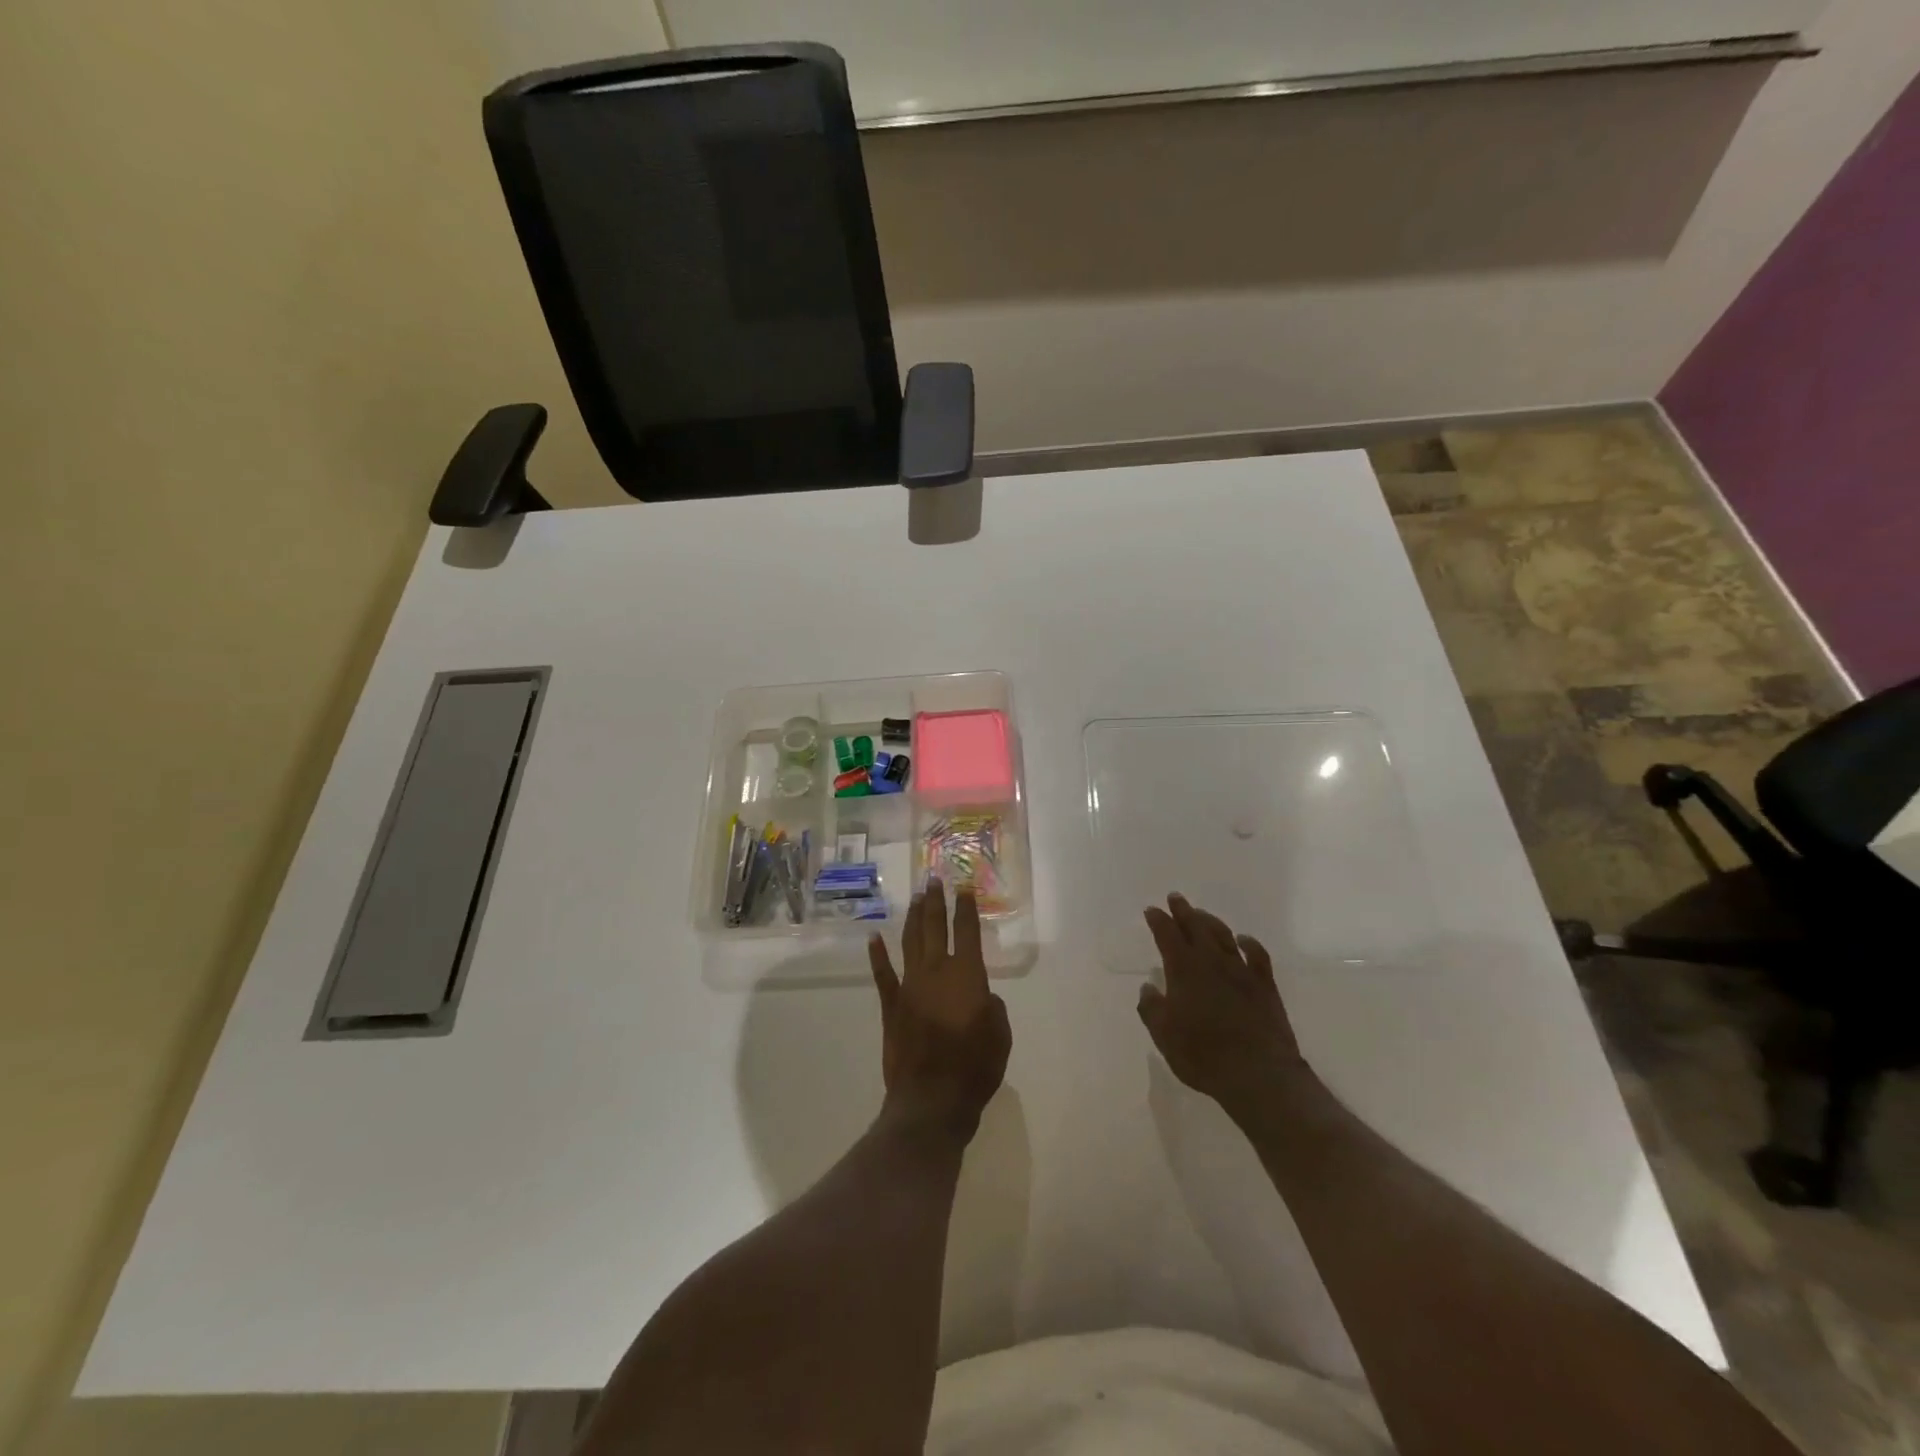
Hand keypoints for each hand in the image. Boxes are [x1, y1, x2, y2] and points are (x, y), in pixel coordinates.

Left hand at [868, 878, 1011, 1143]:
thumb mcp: (1001, 1035)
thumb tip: (981, 997)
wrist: (932, 1100)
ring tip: (916, 897)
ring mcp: (910, 986)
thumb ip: (992, 1007)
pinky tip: (874, 938)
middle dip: (935, 902)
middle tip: (933, 879)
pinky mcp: (891, 1005)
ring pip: (910, 942)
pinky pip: (883, 975)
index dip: (965, 908)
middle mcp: (936, 971)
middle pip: (934, 927)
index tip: (963, 887)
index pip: (966, 931)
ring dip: (913, 917)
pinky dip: (877, 955)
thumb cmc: (975, 1068)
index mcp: (966, 975)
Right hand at [1137, 893, 1313, 1114]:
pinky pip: (1257, 955)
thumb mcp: (1164, 1037)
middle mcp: (1212, 962)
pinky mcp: (1265, 986)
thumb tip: (1148, 988)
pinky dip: (1248, 943)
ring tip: (1201, 914)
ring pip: (1224, 935)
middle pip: (1196, 927)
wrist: (1259, 1074)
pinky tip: (1243, 940)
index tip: (1151, 910)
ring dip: (1210, 921)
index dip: (1158, 921)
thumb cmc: (1203, 1056)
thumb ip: (1152, 1009)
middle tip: (1175, 898)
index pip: (1167, 935)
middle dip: (1183, 911)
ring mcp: (1242, 971)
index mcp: (1184, 971)